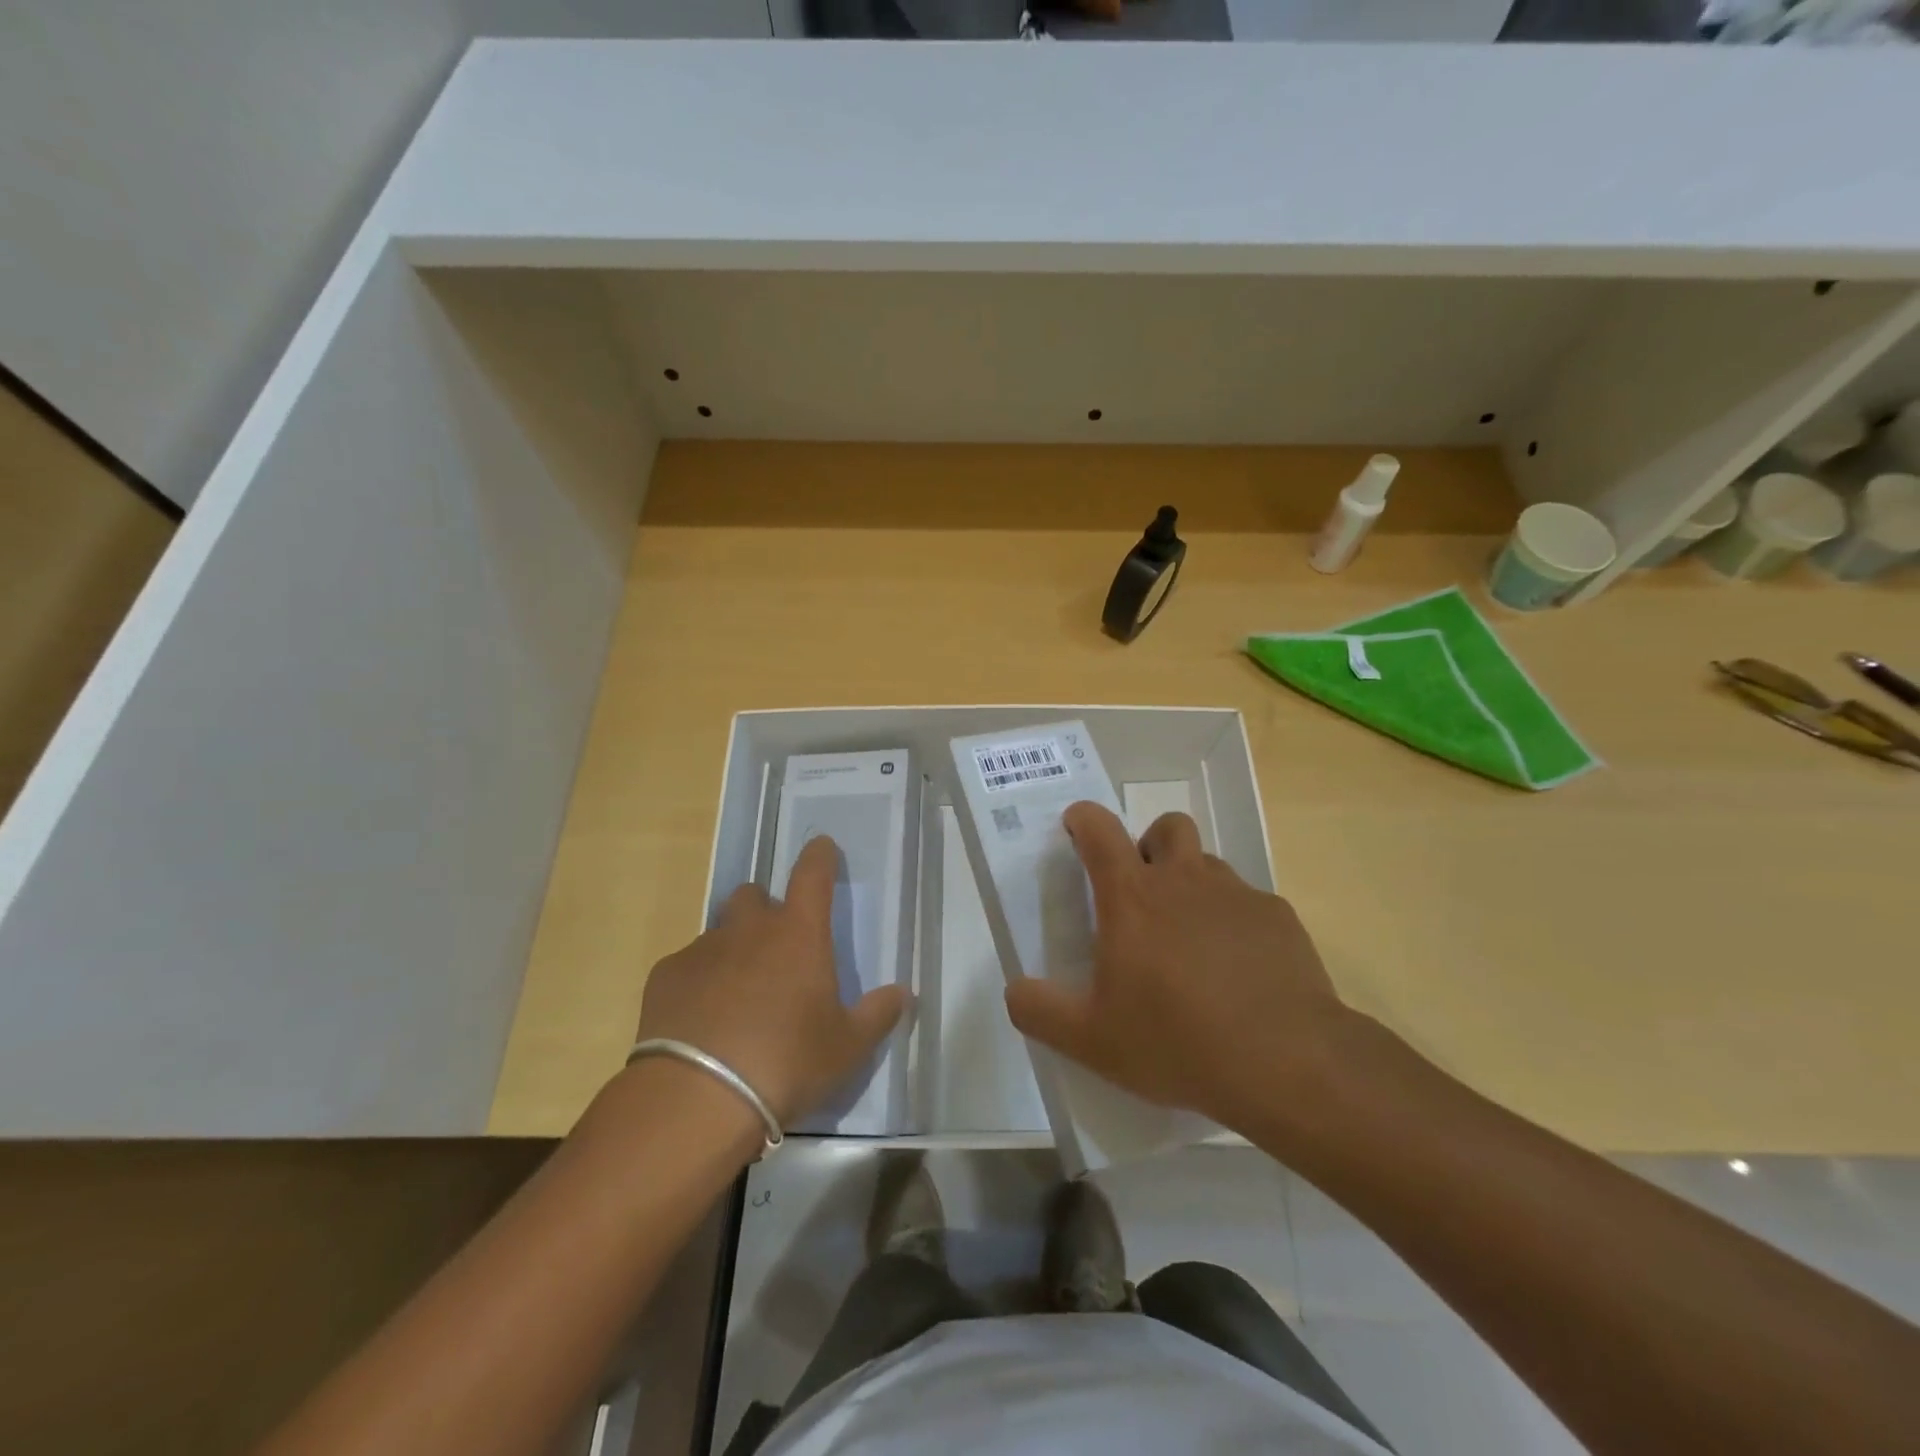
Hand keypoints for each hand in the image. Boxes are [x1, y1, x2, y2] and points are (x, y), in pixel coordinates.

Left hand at [635, 837, 905, 1126]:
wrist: (697, 1100)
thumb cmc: (786, 1064)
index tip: (823, 848)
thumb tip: (903, 993)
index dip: (820, 856)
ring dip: (733, 950)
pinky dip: (699, 981)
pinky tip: (701, 1020)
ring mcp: (702, 949)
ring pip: (720, 932)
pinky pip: (687, 965)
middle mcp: (749, 928)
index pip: (813, 873)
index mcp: (799, 934)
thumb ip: (878, 1015)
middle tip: (776, 949)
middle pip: (755, 895)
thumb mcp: (847, 1048)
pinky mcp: (665, 976)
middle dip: (766, 911)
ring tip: (737, 995)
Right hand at [1003, 802, 1355, 1131]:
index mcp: (1131, 897)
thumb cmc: (1176, 1041)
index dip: (1083, 820)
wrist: (1286, 1062)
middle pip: (1166, 828)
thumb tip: (1014, 990)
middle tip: (1142, 893)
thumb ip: (1039, 1010)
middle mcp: (1183, 880)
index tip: (1077, 828)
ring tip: (1190, 940)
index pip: (1099, 830)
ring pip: (1209, 864)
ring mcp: (1236, 894)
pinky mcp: (1278, 918)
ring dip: (1192, 884)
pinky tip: (1239, 971)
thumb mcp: (1090, 1039)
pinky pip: (1249, 903)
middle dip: (1149, 846)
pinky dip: (1235, 923)